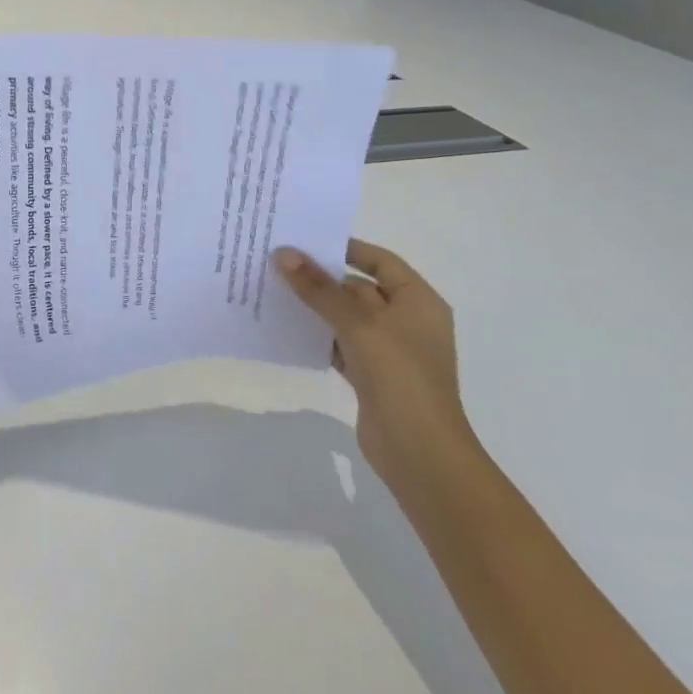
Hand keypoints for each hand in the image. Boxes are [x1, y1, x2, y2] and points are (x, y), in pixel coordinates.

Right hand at [274, 239, 479, 490]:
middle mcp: (406, 321)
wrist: (420, 453)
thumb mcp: (359, 325)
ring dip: (315, 307)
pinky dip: (317, 336)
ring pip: (346, 317)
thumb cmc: (400, 377)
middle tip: (276, 263)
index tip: (304, 240)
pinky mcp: (371, 375)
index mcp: (418, 301)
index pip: (380, 261)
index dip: (345, 248)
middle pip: (359, 288)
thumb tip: (283, 253)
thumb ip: (320, 289)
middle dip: (321, 278)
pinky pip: (339, 344)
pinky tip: (285, 328)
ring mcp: (389, 350)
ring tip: (272, 290)